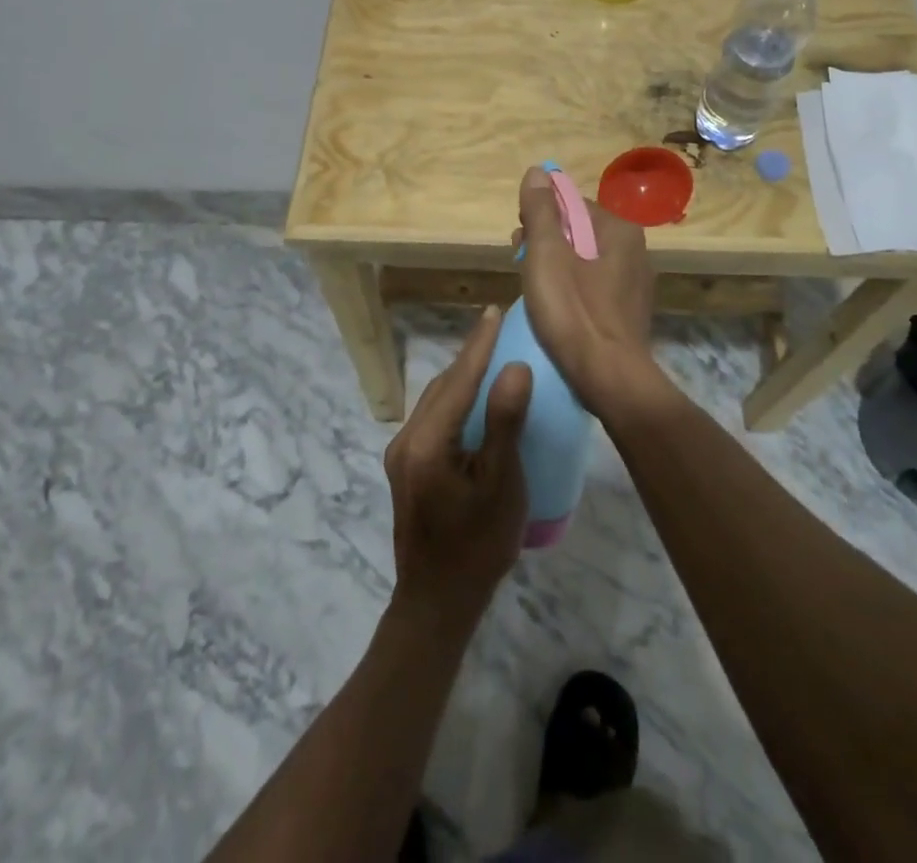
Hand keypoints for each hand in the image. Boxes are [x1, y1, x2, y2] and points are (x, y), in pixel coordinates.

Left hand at [383, 308, 532, 630]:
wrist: (436, 604)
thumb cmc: (477, 546)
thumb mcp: (500, 485)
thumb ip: (504, 424)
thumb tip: (514, 368)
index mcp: (426, 442)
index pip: (458, 379)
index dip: (479, 344)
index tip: (494, 313)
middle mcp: (406, 440)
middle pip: (442, 386)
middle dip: (470, 356)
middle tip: (497, 330)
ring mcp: (401, 455)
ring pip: (435, 401)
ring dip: (461, 378)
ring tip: (490, 359)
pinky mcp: (406, 468)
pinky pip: (432, 419)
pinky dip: (454, 401)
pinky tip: (473, 403)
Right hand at [514, 166, 664, 423]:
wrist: (609, 379)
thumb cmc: (573, 311)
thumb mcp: (546, 254)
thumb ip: (541, 210)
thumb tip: (538, 171)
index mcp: (619, 229)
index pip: (572, 204)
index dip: (540, 217)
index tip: (519, 240)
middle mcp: (635, 250)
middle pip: (578, 231)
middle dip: (546, 241)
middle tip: (520, 264)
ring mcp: (635, 283)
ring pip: (584, 260)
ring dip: (556, 266)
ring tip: (532, 288)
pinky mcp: (629, 312)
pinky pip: (593, 287)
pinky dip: (572, 290)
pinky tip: (556, 310)